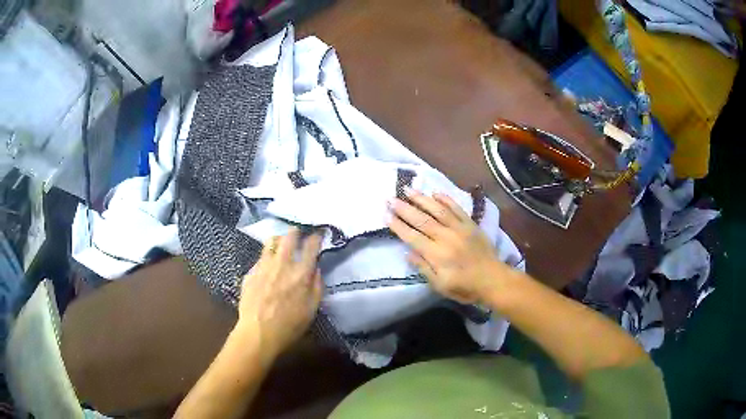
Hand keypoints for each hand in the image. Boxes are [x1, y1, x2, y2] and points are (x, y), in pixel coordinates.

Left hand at [236, 229, 322, 362]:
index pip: (311, 246)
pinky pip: (260, 257)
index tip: (318, 235)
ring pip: (271, 242)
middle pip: (289, 236)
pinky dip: (266, 256)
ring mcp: (264, 266)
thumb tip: (316, 269)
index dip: (316, 238)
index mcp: (301, 273)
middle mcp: (282, 264)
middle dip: (295, 232)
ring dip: (278, 240)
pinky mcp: (251, 272)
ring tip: (280, 244)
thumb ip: (317, 286)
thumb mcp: (312, 309)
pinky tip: (267, 265)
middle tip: (297, 233)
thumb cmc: (290, 325)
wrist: (258, 332)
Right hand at [387, 189, 512, 304]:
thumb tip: (408, 253)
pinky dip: (446, 199)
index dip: (398, 226)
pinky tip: (435, 193)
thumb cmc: (465, 287)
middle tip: (390, 199)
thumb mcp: (441, 286)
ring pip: (437, 210)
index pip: (413, 237)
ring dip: (422, 199)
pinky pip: (457, 208)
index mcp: (437, 255)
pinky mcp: (470, 224)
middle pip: (422, 220)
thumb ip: (424, 268)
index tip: (386, 215)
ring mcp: (460, 228)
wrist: (493, 279)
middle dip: (404, 209)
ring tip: (408, 190)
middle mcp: (446, 237)